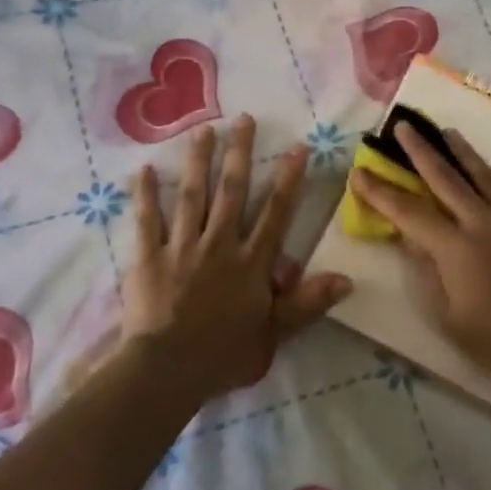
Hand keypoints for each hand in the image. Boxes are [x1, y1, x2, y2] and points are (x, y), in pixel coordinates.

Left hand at [123, 114, 350, 403]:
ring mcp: (183, 247)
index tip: (296, 147)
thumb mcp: (275, 333)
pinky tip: (142, 170)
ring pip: (192, 196)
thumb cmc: (225, 354)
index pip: (275, 212)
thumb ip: (308, 302)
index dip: (288, 179)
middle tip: (243, 119)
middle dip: (239, 153)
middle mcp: (219, 244)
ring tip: (203, 130)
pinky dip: (145, 196)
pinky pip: (147, 221)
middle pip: (232, 191)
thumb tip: (348, 279)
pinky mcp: (150, 257)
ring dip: (198, 161)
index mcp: (251, 262)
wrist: (168, 370)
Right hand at [352, 123, 490, 395]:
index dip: (381, 192)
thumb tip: (413, 237)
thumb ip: (428, 270)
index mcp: (456, 249)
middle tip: (405, 125)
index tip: (360, 172)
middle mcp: (484, 223)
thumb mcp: (446, 314)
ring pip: (484, 174)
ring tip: (447, 132)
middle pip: (446, 178)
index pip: (409, 212)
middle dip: (420, 150)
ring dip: (462, 151)